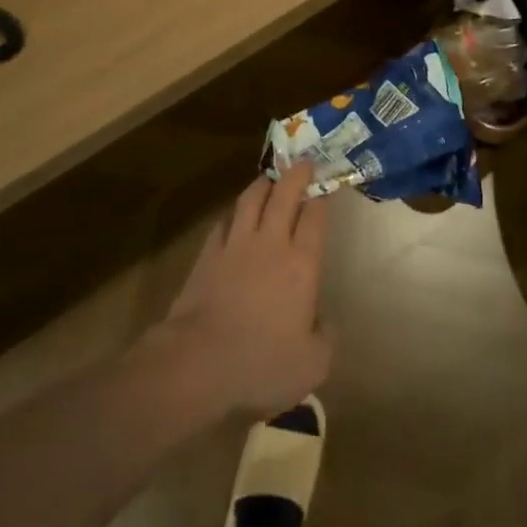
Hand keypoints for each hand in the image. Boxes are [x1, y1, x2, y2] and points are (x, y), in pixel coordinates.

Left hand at [157, 163, 333, 421]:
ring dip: (263, 183)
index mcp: (302, 264)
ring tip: (270, 177)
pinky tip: (235, 213)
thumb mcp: (312, 365)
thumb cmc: (262, 361)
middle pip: (285, 195)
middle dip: (296, 174)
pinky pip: (224, 221)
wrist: (200, 360)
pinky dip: (234, 212)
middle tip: (303, 162)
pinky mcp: (209, 253)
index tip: (325, 186)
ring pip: (252, 199)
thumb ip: (326, 338)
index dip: (321, 198)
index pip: (315, 217)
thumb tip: (325, 322)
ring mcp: (237, 244)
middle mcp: (272, 243)